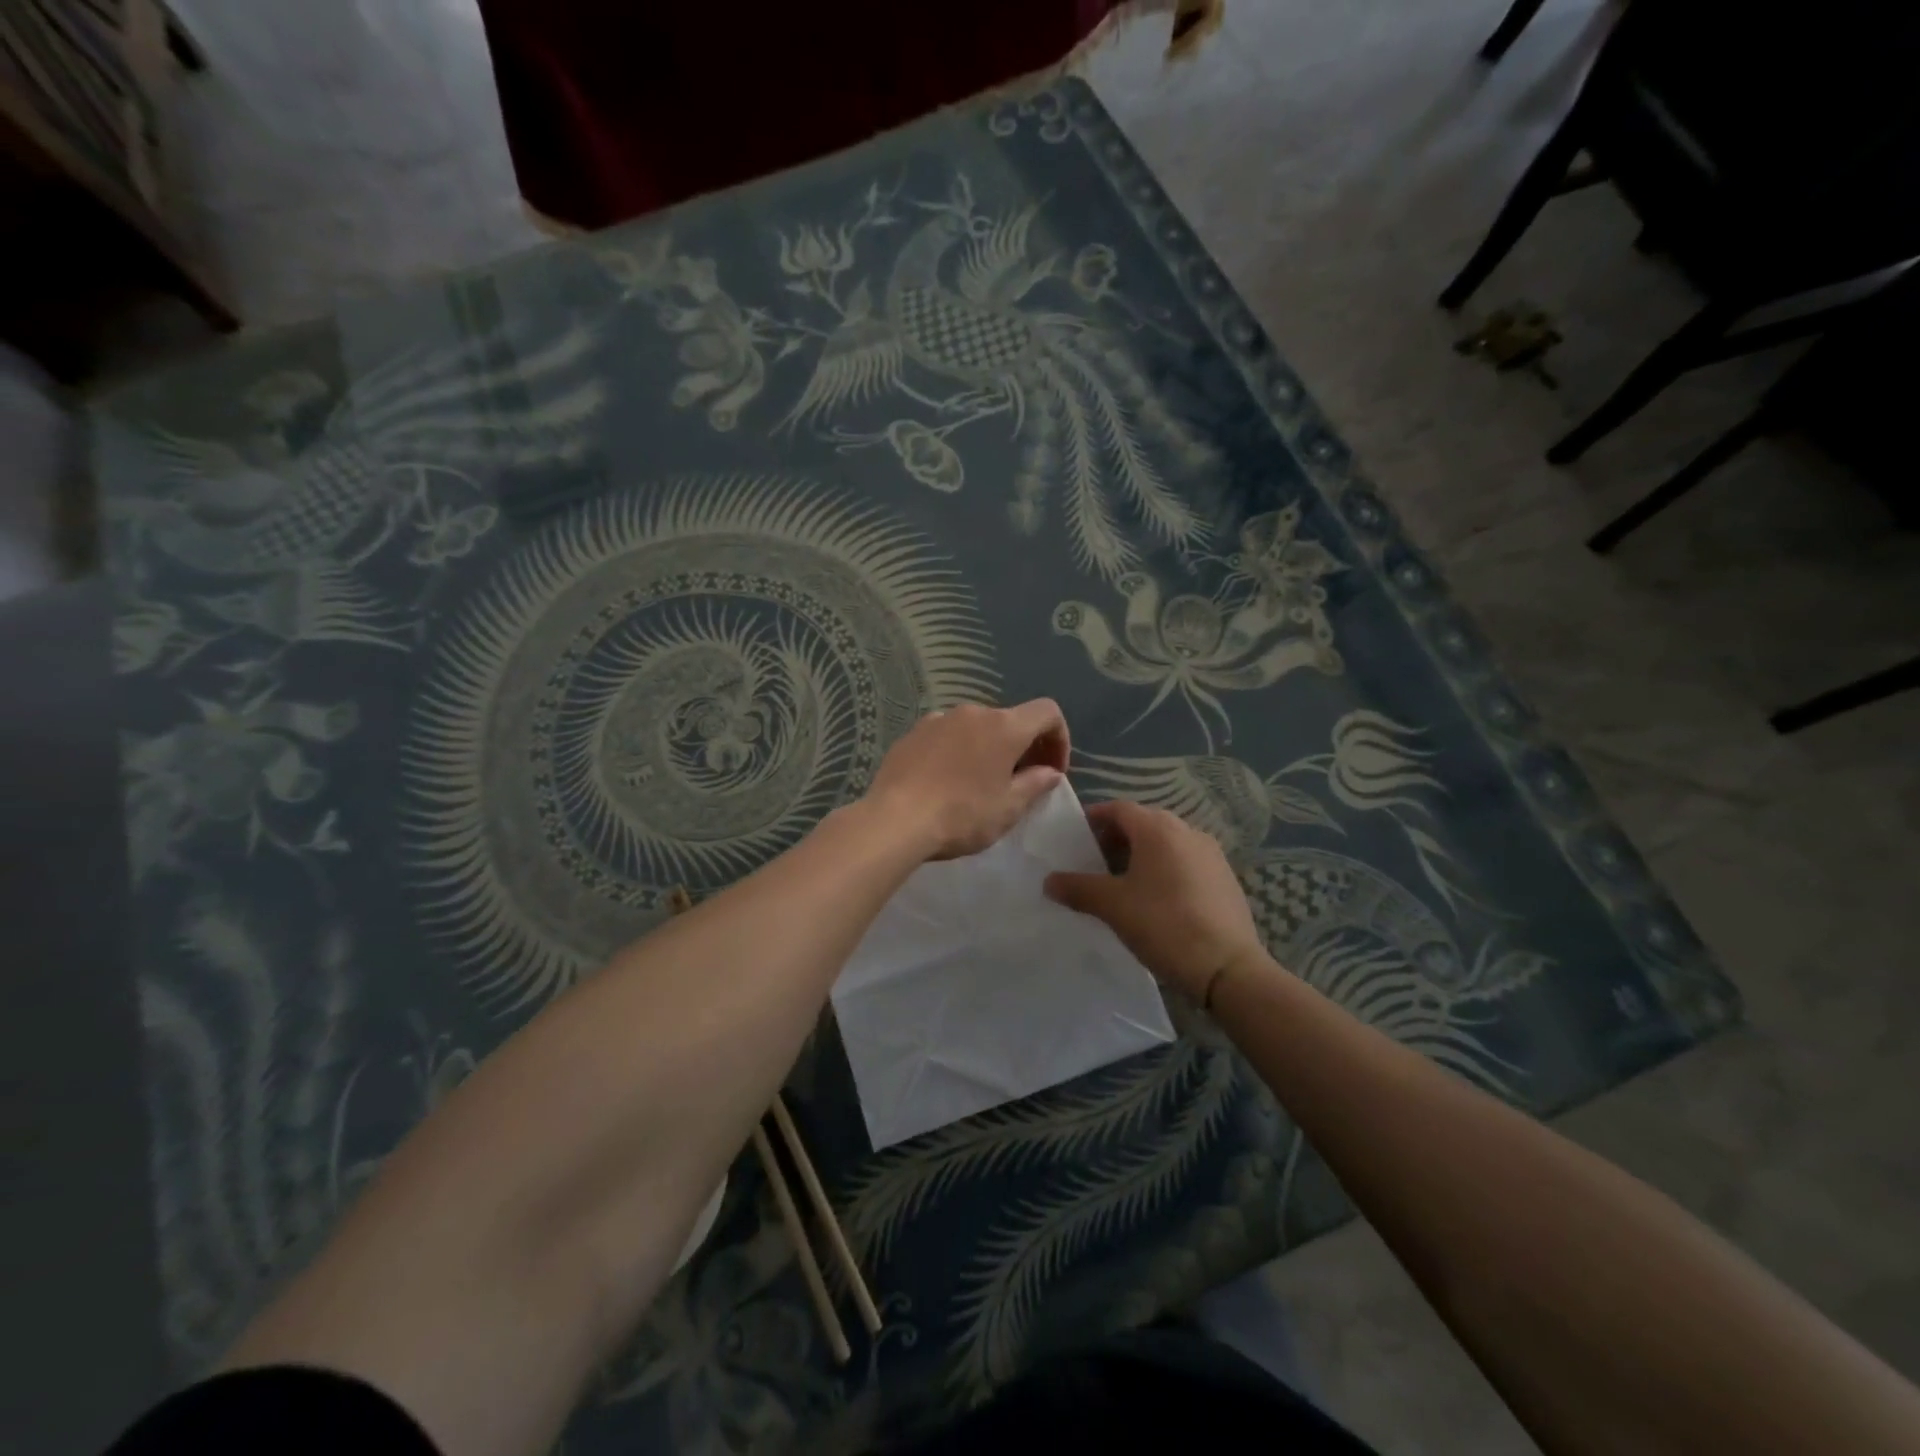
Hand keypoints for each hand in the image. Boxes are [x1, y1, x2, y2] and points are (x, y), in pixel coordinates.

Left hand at [864, 699, 1069, 859]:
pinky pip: (946, 736)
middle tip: (1020, 783)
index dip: (1059, 738)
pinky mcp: (912, 733)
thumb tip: (1049, 772)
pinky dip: (957, 752)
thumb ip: (1035, 784)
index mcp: (1003, 726)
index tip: (1052, 770)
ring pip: (975, 728)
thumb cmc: (962, 815)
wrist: (895, 820)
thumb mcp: (1008, 808)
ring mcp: (938, 719)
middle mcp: (972, 712)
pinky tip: (946, 782)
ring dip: (987, 749)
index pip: (1047, 712)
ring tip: (980, 784)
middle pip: (1009, 720)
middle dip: (1022, 747)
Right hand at [1045, 799, 1267, 1000]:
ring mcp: (1211, 853)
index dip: (1094, 819)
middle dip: (1116, 838)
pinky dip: (1165, 869)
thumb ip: (1078, 888)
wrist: (1228, 968)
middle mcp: (1187, 830)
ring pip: (1166, 843)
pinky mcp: (1225, 877)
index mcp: (1158, 829)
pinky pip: (1185, 861)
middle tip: (1094, 863)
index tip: (1075, 838)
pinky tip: (1156, 899)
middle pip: (1143, 823)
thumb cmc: (1164, 925)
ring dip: (1141, 854)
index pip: (1118, 808)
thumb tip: (1049, 881)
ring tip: (1122, 884)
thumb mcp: (1113, 906)